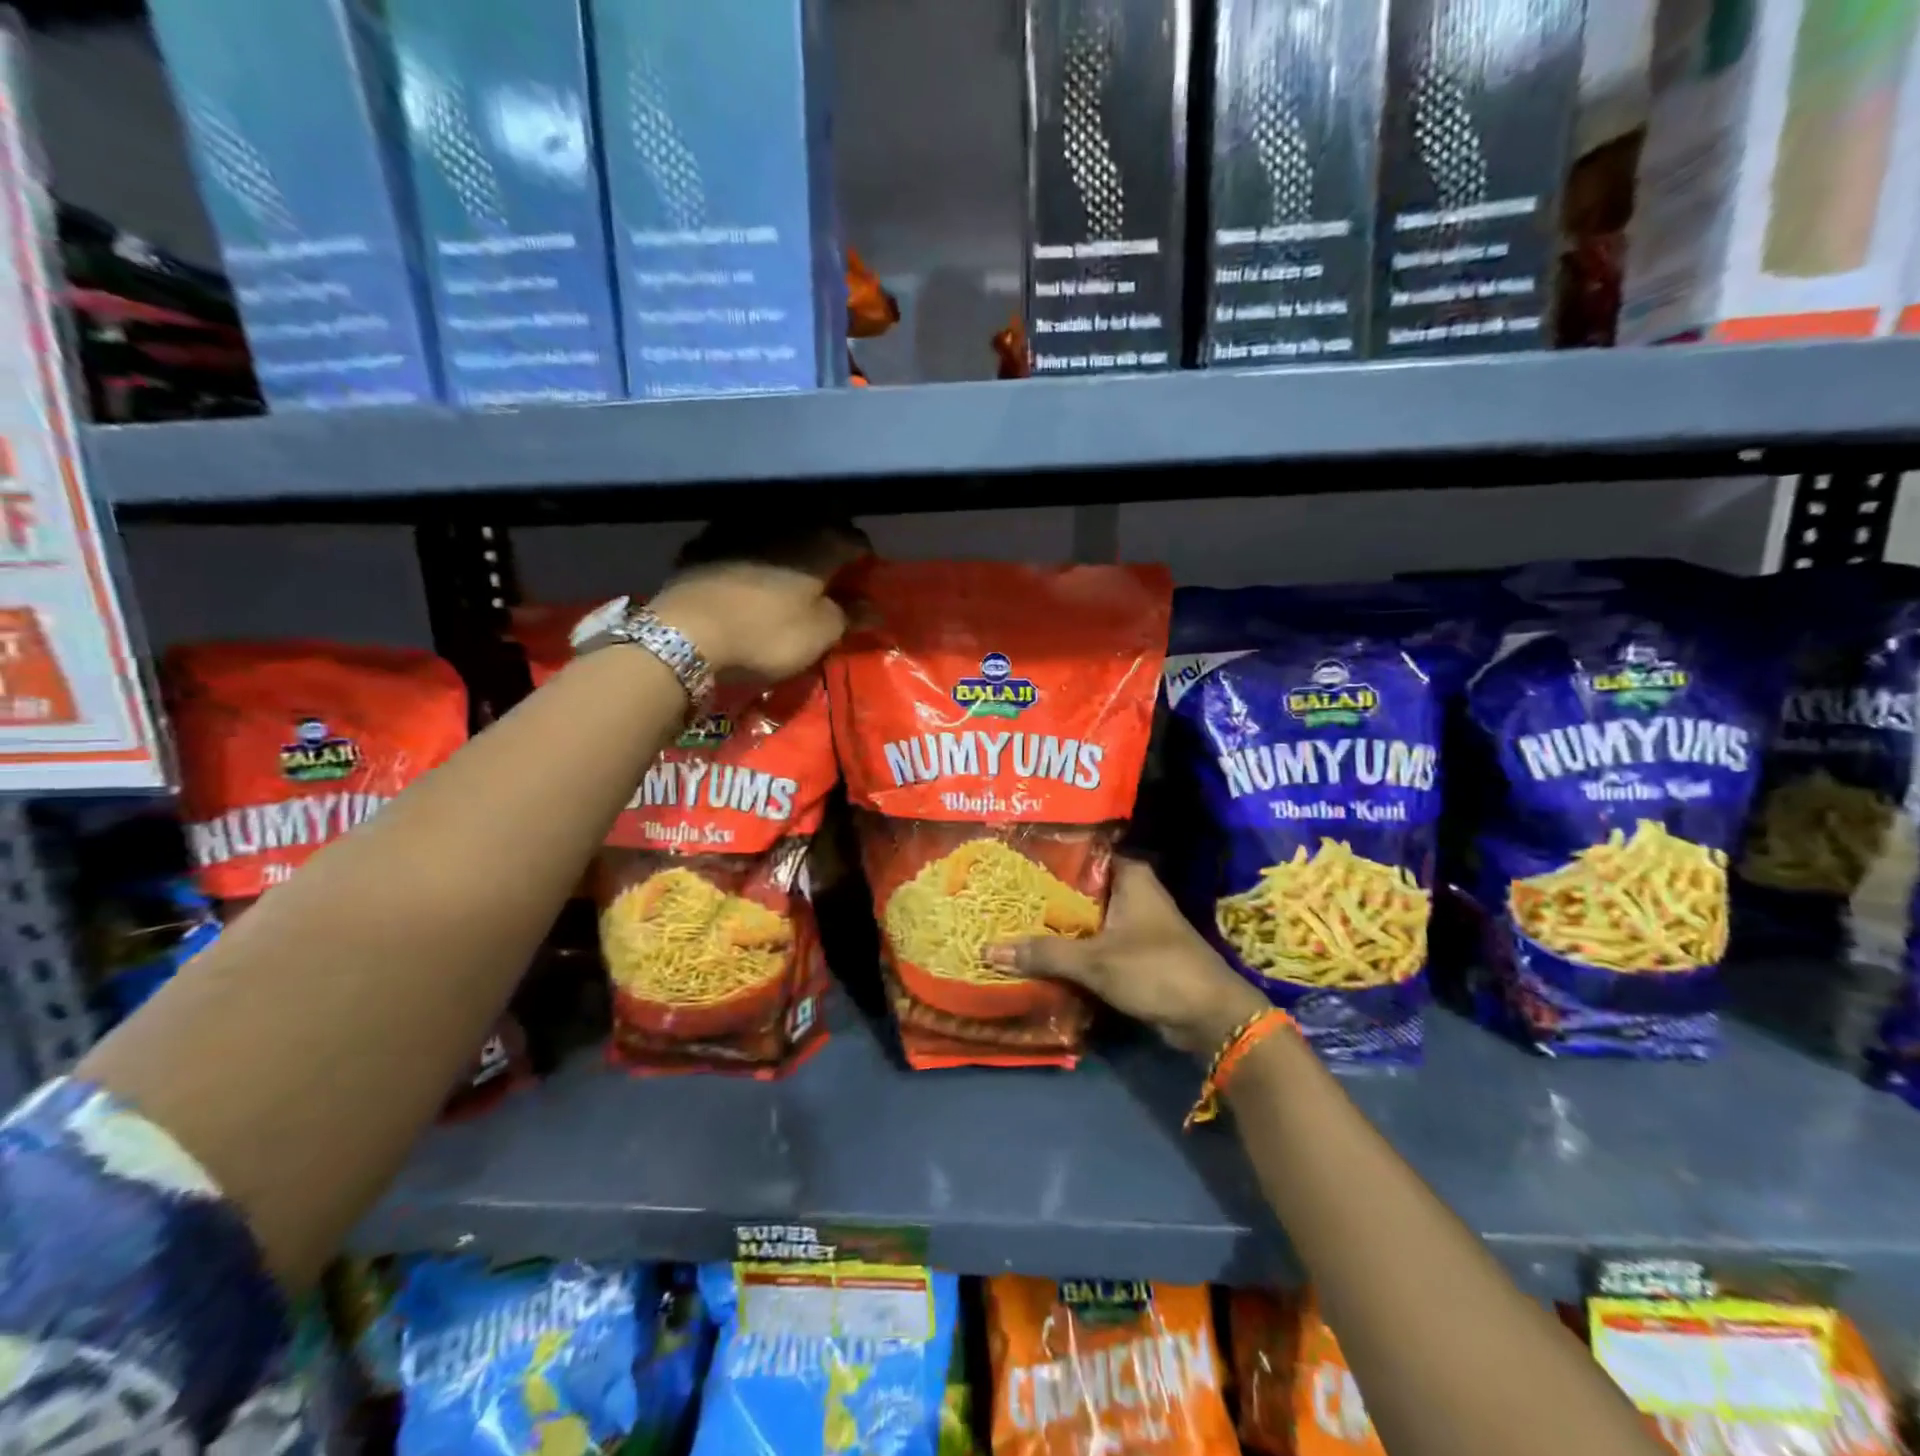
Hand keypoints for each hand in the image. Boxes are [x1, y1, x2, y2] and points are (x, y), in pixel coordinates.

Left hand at [650, 527, 866, 679]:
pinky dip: (751, 548)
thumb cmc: (766, 634)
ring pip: (777, 525)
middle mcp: (783, 522)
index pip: (856, 540)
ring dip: (789, 541)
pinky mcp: (704, 540)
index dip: (864, 561)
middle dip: (828, 542)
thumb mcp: (818, 635)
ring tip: (790, 567)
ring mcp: (740, 526)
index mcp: (819, 542)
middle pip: (818, 523)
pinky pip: (739, 537)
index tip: (863, 580)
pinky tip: (747, 567)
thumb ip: (848, 616)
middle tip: (831, 571)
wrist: (686, 633)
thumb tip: (873, 608)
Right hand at [989, 858, 1270, 1058]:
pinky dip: (1071, 949)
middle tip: (999, 896)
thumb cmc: (1156, 970)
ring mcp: (1134, 923)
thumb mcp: (1095, 961)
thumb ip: (1044, 954)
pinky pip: (1093, 944)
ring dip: (1055, 926)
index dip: (1044, 858)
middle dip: (1042, 897)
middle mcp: (1132, 891)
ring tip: (1008, 922)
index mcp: (1129, 875)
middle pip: (1077, 889)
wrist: (1210, 1018)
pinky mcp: (1133, 953)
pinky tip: (1036, 953)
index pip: (1079, 854)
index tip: (1008, 862)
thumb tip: (988, 950)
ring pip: (1084, 918)